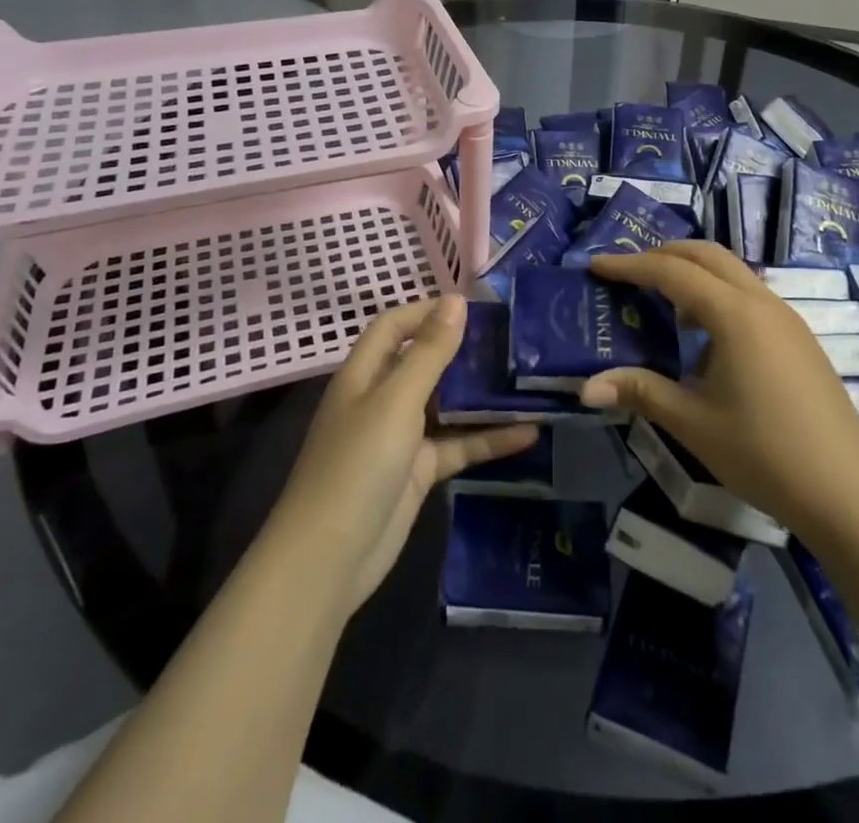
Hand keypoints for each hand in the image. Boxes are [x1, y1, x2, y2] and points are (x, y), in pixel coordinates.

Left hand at [268, 295, 536, 616]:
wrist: (330, 558)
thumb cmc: (358, 463)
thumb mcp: (396, 400)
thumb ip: (430, 352)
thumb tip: (456, 300)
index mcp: (365, 373)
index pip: (395, 326)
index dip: (428, 310)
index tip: (475, 306)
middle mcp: (382, 398)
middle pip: (425, 362)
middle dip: (464, 349)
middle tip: (514, 339)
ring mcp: (401, 436)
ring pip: (447, 404)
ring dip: (482, 395)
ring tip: (528, 378)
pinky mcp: (419, 471)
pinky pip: (458, 445)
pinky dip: (488, 439)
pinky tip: (529, 432)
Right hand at [581, 243, 858, 553]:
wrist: (849, 492)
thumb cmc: (764, 453)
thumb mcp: (693, 423)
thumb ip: (640, 392)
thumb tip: (585, 387)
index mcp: (734, 314)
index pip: (671, 271)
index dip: (630, 265)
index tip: (596, 266)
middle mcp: (762, 301)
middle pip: (707, 254)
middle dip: (664, 254)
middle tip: (628, 272)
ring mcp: (786, 318)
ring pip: (732, 271)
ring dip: (694, 273)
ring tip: (662, 302)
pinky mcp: (799, 338)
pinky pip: (750, 295)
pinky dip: (718, 295)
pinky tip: (705, 337)